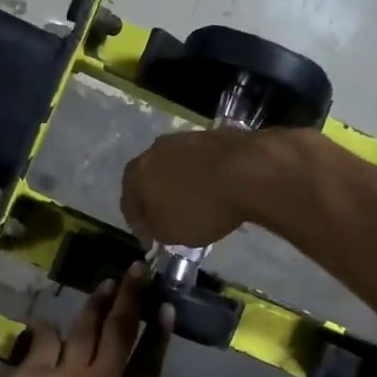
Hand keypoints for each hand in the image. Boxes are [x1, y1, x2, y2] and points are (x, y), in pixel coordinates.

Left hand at [0, 267, 171, 376]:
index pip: (150, 366)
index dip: (159, 336)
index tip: (166, 309)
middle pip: (120, 332)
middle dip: (132, 298)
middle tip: (138, 272)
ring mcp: (64, 373)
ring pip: (84, 328)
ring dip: (96, 305)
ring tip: (105, 286)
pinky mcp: (30, 370)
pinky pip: (44, 341)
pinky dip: (48, 332)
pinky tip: (48, 325)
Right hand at [121, 128, 274, 247]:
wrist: (248, 172)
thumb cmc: (201, 208)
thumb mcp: (170, 233)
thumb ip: (155, 229)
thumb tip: (156, 224)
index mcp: (136, 173)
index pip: (128, 204)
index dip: (138, 227)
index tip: (150, 242)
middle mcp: (155, 150)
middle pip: (149, 180)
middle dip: (156, 200)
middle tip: (167, 220)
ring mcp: (185, 138)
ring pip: (174, 168)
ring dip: (179, 185)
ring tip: (193, 204)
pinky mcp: (212, 135)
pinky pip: (199, 162)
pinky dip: (201, 176)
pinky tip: (213, 190)